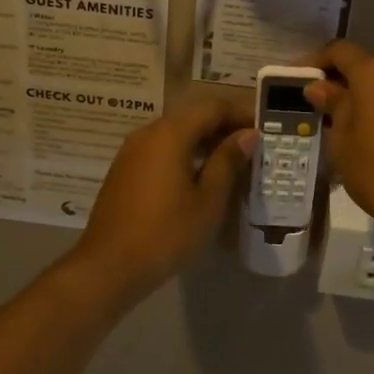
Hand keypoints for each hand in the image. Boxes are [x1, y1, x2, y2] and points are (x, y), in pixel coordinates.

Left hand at [71, 93, 254, 301]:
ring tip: (231, 162)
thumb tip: (247, 135)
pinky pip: (160, 149)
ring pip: (175, 132)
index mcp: (170, 133)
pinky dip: (184, 153)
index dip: (240, 113)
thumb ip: (228, 161)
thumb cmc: (166, 233)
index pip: (212, 107)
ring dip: (204, 140)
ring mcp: (132, 151)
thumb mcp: (207, 200)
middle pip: (192, 116)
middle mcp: (148, 132)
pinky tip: (199, 176)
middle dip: (223, 126)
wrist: (108, 267)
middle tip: (251, 146)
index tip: (265, 128)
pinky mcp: (124, 170)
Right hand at [305, 41, 373, 244]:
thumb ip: (332, 106)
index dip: (315, 60)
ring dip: (360, 96)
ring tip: (338, 123)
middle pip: (363, 65)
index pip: (339, 50)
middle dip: (338, 80)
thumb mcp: (343, 141)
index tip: (296, 78)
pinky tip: (367, 134)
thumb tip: (319, 86)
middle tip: (315, 104)